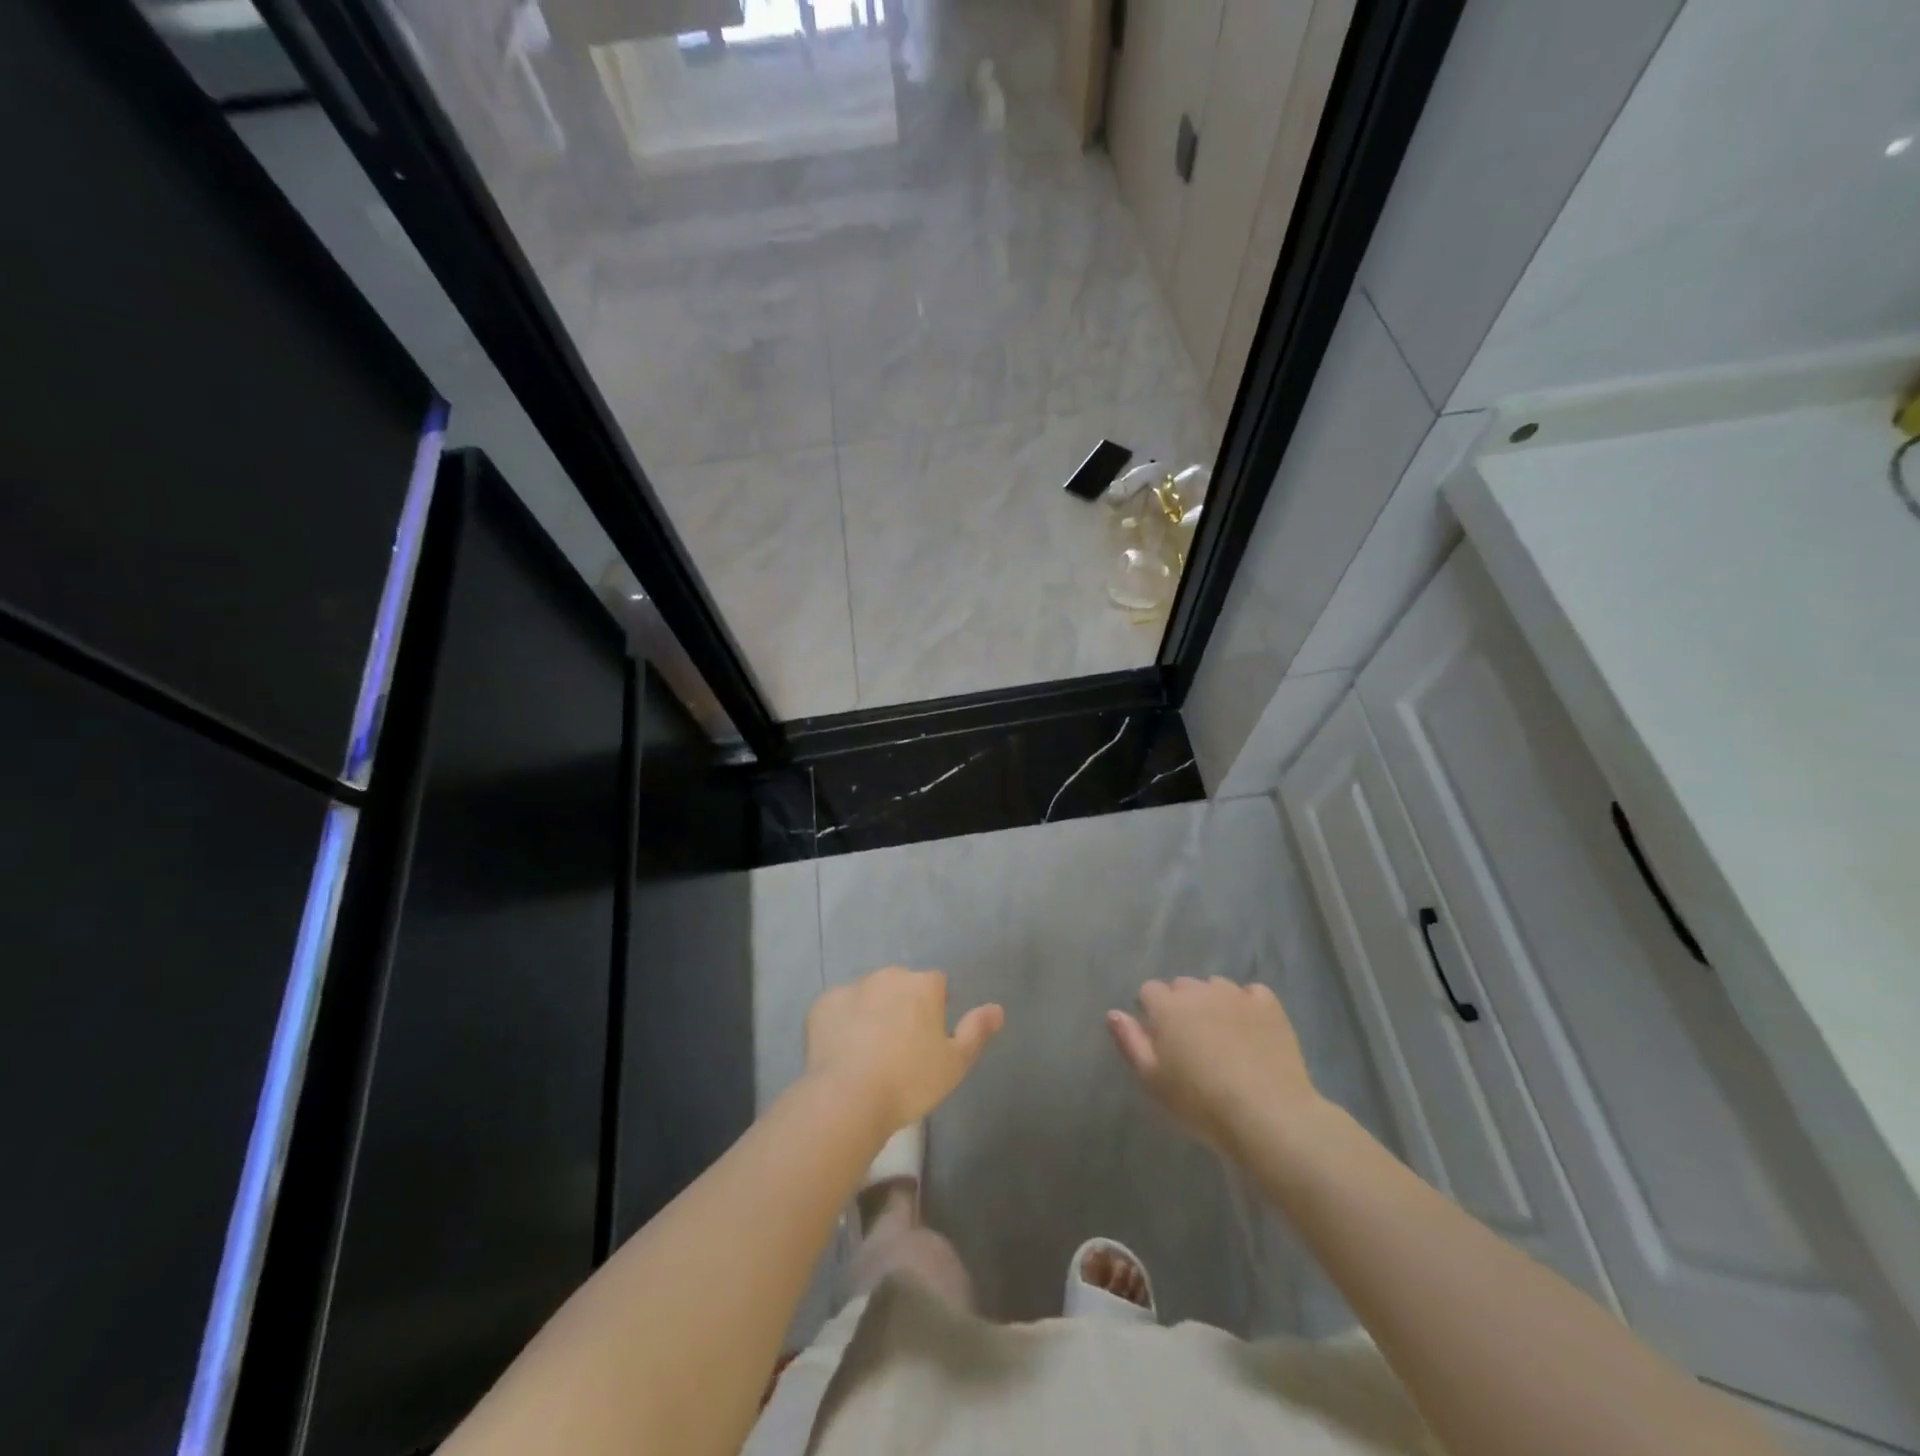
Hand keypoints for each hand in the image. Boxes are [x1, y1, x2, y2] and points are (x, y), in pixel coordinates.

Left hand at [806, 967, 1004, 1135]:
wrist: (847, 1098)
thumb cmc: (909, 1081)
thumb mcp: (955, 1063)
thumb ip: (976, 1031)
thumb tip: (997, 1009)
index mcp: (923, 985)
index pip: (937, 985)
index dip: (936, 1008)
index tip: (930, 1037)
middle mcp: (888, 976)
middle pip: (901, 986)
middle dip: (903, 1006)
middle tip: (901, 1046)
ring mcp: (852, 987)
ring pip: (869, 995)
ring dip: (872, 1012)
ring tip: (869, 1052)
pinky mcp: (822, 1004)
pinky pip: (838, 1009)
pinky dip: (842, 1023)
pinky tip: (842, 1053)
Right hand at [1108, 977, 1319, 1160]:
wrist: (1267, 1115)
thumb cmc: (1200, 1102)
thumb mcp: (1153, 1080)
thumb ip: (1130, 1041)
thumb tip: (1114, 1013)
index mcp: (1167, 1005)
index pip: (1149, 991)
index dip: (1151, 1012)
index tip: (1160, 1039)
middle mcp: (1199, 990)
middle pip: (1182, 986)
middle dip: (1181, 1005)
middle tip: (1190, 1042)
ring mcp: (1236, 994)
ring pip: (1215, 986)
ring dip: (1213, 1003)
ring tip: (1222, 1037)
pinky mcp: (1269, 1005)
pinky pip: (1251, 993)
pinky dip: (1247, 1005)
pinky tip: (1251, 1029)